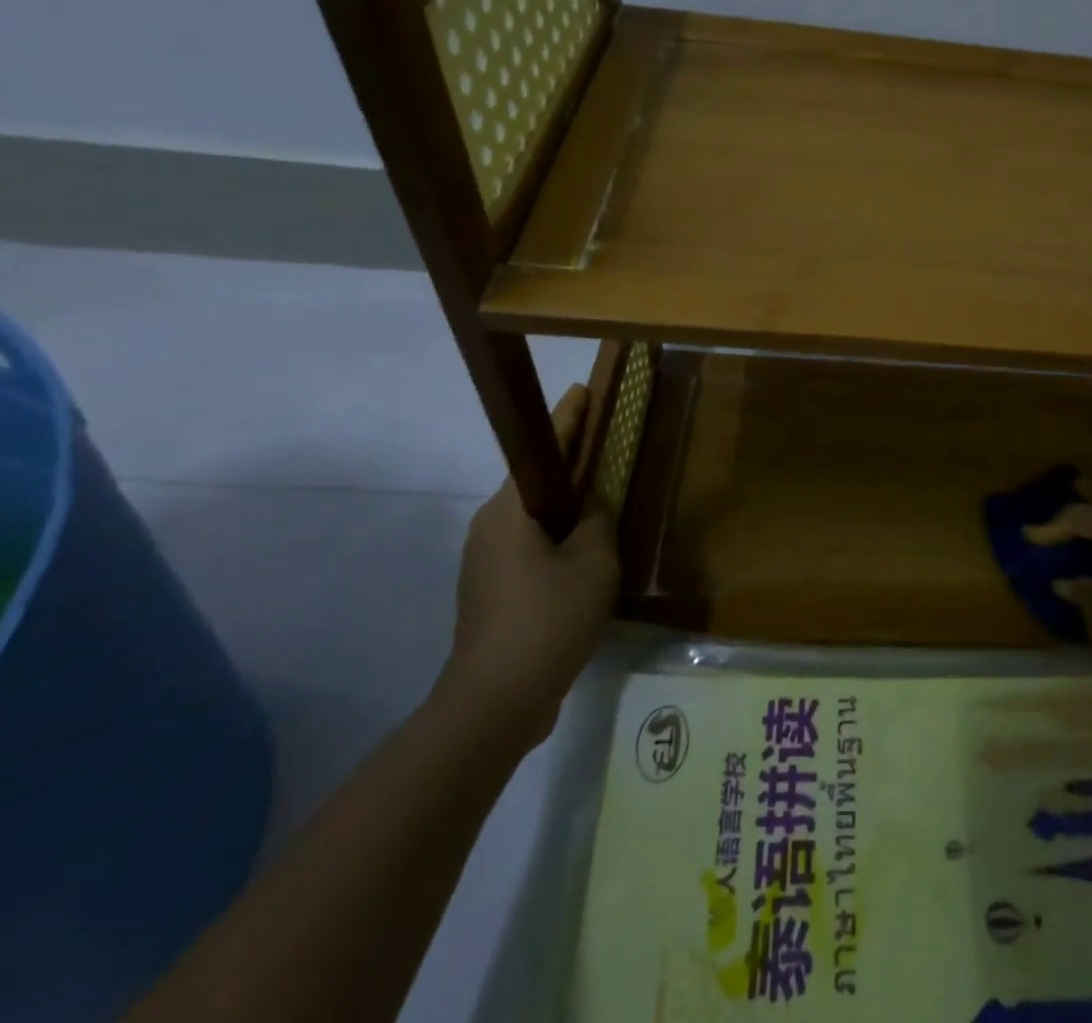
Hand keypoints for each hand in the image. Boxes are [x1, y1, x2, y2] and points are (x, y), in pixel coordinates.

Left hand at [436, 384, 619, 749]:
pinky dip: (557, 545)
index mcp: (509, 512)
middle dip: (570, 470)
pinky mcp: (489, 594)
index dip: (566, 419)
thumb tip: (590, 506)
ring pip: (533, 522)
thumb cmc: (548, 620)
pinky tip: (585, 563)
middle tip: (607, 456)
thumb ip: (597, 521)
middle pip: (535, 486)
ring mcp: (484, 564)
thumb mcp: (593, 563)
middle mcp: (488, 528)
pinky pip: (529, 552)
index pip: (541, 451)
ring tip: (604, 511)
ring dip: (565, 514)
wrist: (495, 702)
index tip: (582, 390)